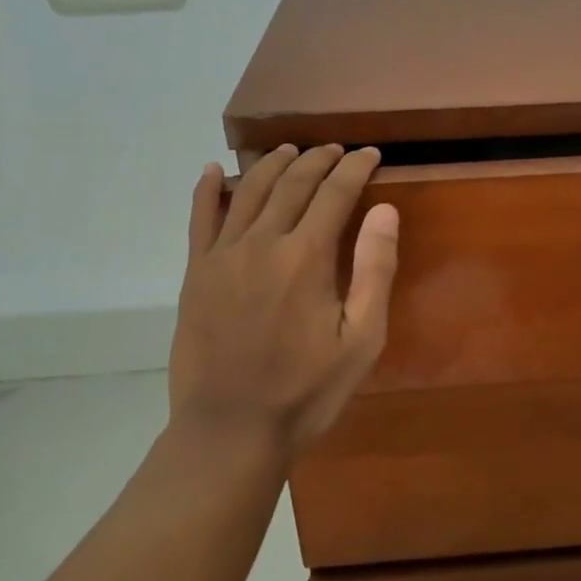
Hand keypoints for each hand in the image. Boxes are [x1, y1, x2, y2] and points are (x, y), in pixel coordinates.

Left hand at [167, 144, 398, 464]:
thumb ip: (375, 270)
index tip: (370, 154)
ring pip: (249, 190)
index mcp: (306, 257)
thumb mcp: (362, 339)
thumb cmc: (307, 390)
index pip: (335, 192)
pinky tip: (211, 170)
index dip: (355, 167)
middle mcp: (262, 242)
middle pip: (293, 182)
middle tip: (337, 150)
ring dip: (273, 164)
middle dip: (319, 159)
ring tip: (291, 150)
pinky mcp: (195, 273)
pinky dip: (207, 189)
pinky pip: (199, 218)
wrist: (231, 430)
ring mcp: (222, 255)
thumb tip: (384, 210)